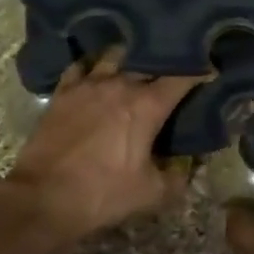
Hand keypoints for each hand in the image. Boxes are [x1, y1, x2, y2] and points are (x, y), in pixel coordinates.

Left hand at [0, 49, 203, 245]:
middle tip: (175, 68)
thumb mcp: (151, 194)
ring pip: (116, 55)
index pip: (182, 77)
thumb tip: (192, 165)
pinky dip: (93, 65)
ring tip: (137, 63)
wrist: (43, 198)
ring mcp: (89, 83)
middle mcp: (121, 84)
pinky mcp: (64, 91)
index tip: (211, 70)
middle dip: (166, 63)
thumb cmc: (102, 194)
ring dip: (130, 59)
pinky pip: (81, 66)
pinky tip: (96, 70)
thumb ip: (178, 177)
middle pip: (150, 61)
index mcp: (147, 104)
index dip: (200, 72)